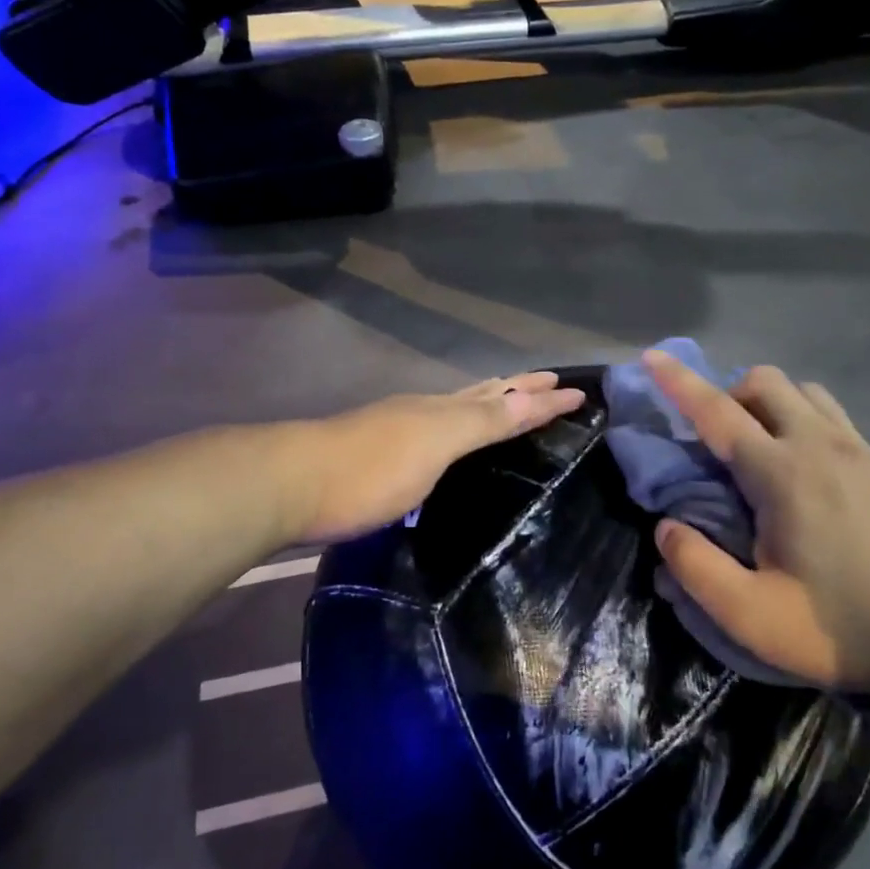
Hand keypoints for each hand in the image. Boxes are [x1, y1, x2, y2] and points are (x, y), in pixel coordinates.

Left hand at [289, 373, 584, 543]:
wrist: (290, 485)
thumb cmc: (369, 469)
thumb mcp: (435, 442)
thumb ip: (482, 419)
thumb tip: (532, 395)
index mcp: (441, 409)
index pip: (503, 397)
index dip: (541, 398)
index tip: (580, 392)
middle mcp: (423, 413)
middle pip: (479, 395)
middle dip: (516, 389)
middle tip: (548, 383)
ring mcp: (397, 432)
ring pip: (454, 411)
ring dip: (487, 406)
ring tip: (508, 405)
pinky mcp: (378, 458)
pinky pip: (433, 434)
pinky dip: (458, 431)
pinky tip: (450, 447)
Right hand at [644, 350, 869, 695]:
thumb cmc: (845, 626)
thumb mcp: (753, 615)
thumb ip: (697, 568)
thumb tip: (665, 528)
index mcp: (781, 474)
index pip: (717, 412)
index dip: (678, 382)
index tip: (650, 357)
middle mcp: (818, 444)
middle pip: (763, 382)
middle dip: (725, 393)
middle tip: (712, 443)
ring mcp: (855, 448)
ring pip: (799, 391)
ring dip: (765, 402)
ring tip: (754, 448)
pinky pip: (827, 412)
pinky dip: (797, 416)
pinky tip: (797, 464)